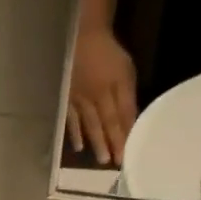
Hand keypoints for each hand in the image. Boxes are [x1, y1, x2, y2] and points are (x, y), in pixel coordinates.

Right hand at [67, 26, 137, 164]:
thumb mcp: (125, 72)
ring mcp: (80, 102)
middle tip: (114, 164)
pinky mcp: (68, 100)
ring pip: (89, 125)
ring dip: (95, 143)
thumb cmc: (108, 53)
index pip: (119, 120)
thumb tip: (132, 122)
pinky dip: (75, 134)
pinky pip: (72, 120)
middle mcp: (94, 101)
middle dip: (110, 144)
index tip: (126, 157)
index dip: (122, 138)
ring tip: (101, 159)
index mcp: (110, 93)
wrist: (82, 36)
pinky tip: (78, 147)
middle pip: (104, 126)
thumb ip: (128, 98)